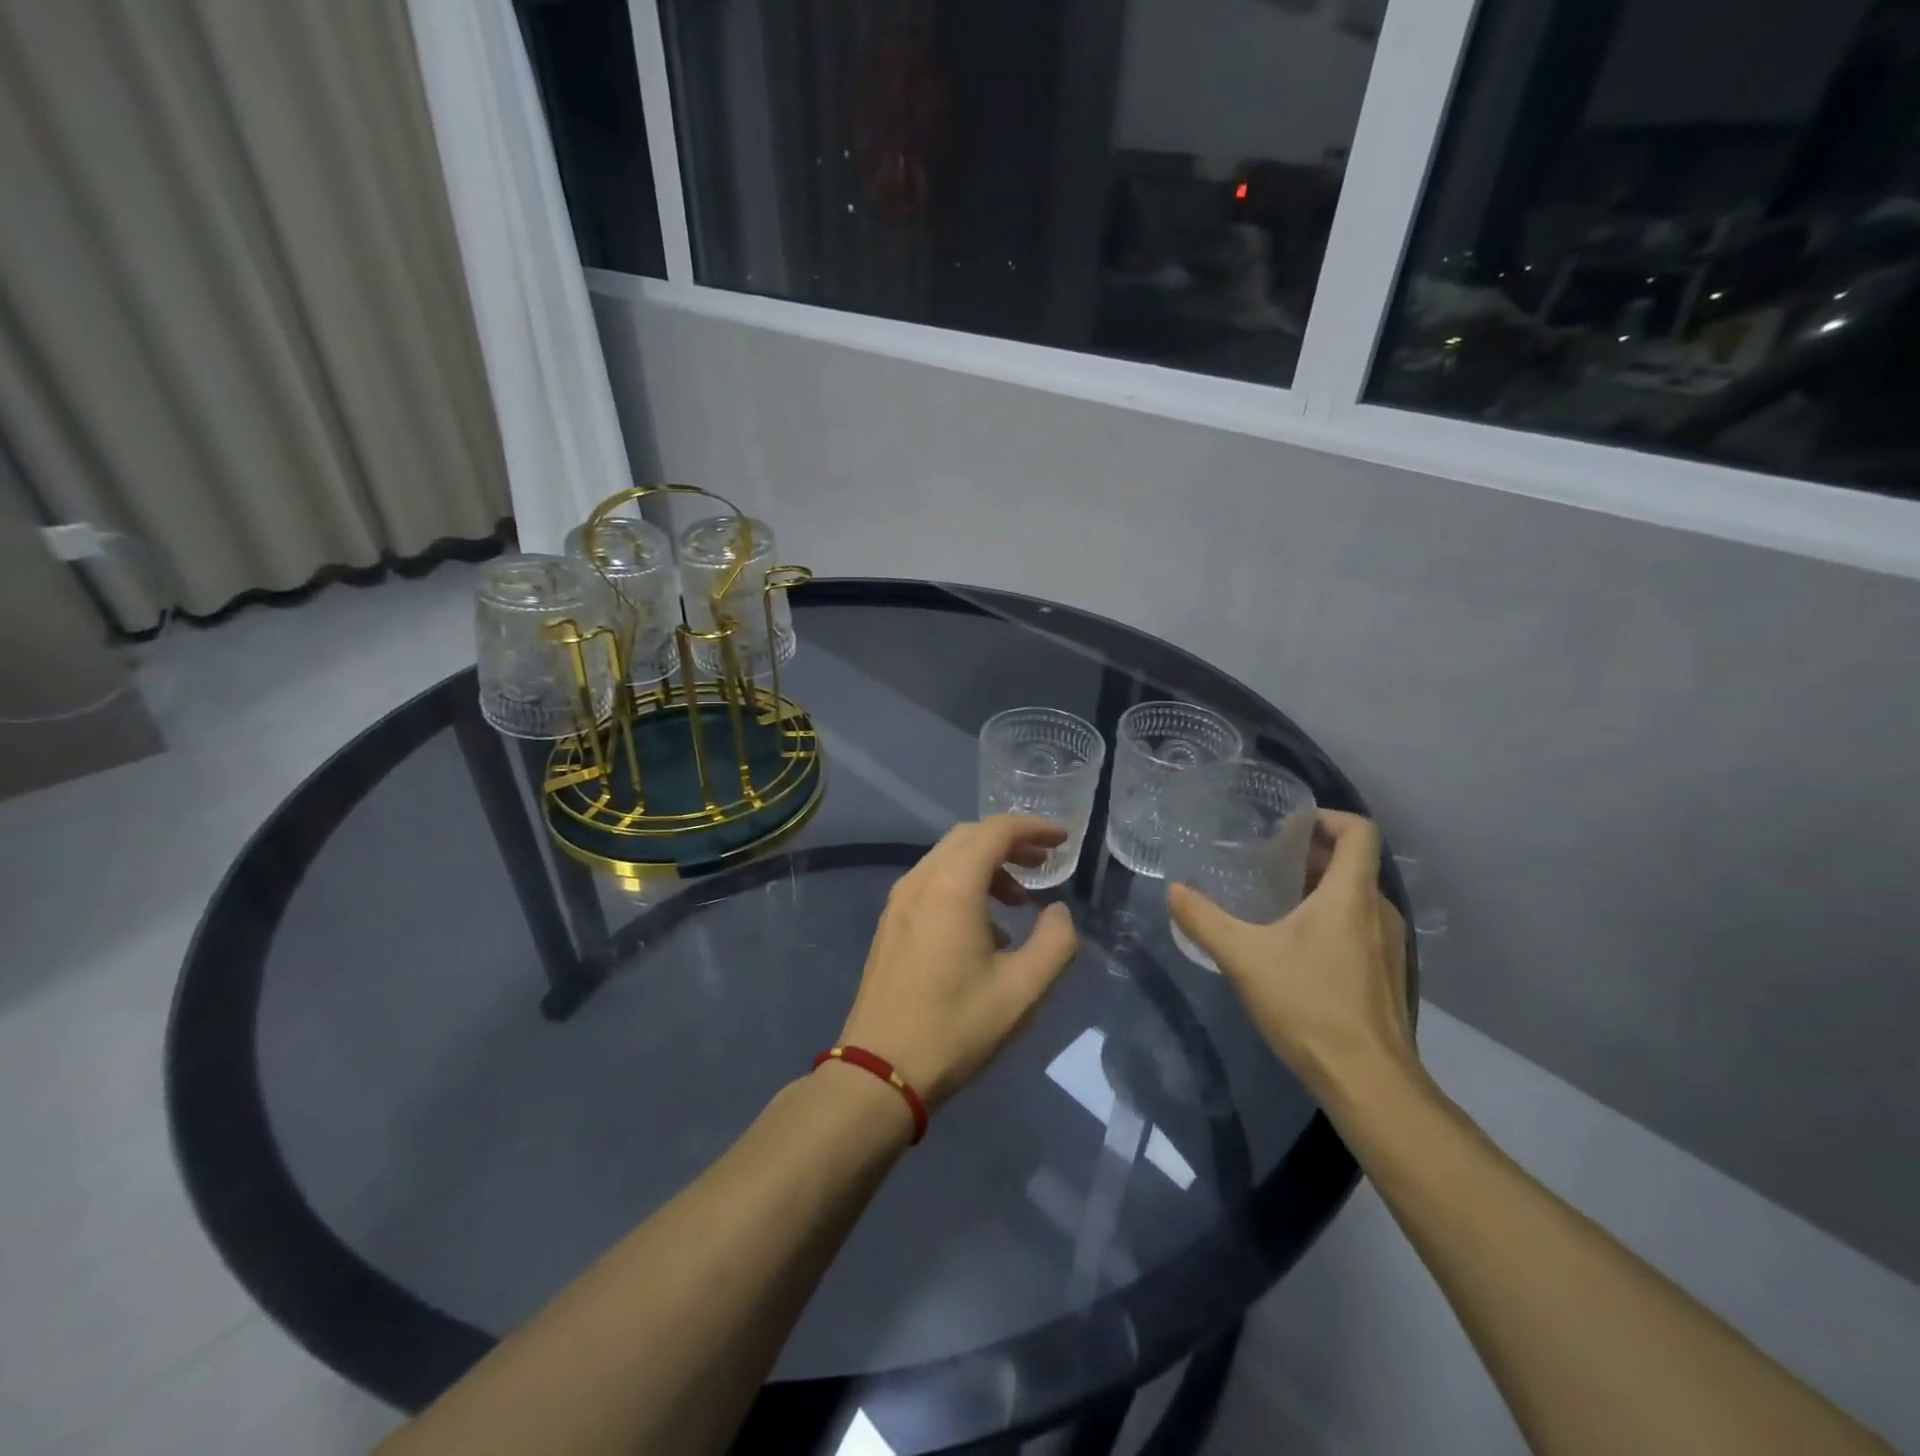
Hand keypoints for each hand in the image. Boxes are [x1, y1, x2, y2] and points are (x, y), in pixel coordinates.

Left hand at [839, 816, 1079, 1107]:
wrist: (879, 1072)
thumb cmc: (955, 1027)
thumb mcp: (1022, 990)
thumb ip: (1055, 942)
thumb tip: (1059, 912)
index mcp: (951, 886)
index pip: (996, 832)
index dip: (1033, 828)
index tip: (1063, 840)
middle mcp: (920, 881)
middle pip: (968, 838)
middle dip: (1010, 843)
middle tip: (1044, 864)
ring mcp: (898, 902)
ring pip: (947, 860)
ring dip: (986, 866)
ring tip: (1019, 902)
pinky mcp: (889, 924)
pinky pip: (931, 884)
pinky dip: (962, 885)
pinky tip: (983, 929)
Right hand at [1168, 810, 1415, 1103]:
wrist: (1369, 1082)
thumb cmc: (1310, 1006)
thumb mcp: (1245, 959)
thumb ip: (1204, 921)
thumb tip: (1173, 891)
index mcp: (1350, 895)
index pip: (1358, 831)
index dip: (1327, 817)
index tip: (1288, 825)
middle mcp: (1378, 911)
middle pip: (1353, 861)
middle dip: (1311, 852)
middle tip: (1266, 858)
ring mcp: (1389, 944)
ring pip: (1356, 895)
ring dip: (1320, 886)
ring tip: (1276, 898)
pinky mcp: (1387, 972)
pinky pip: (1360, 924)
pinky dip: (1331, 916)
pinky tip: (1295, 944)